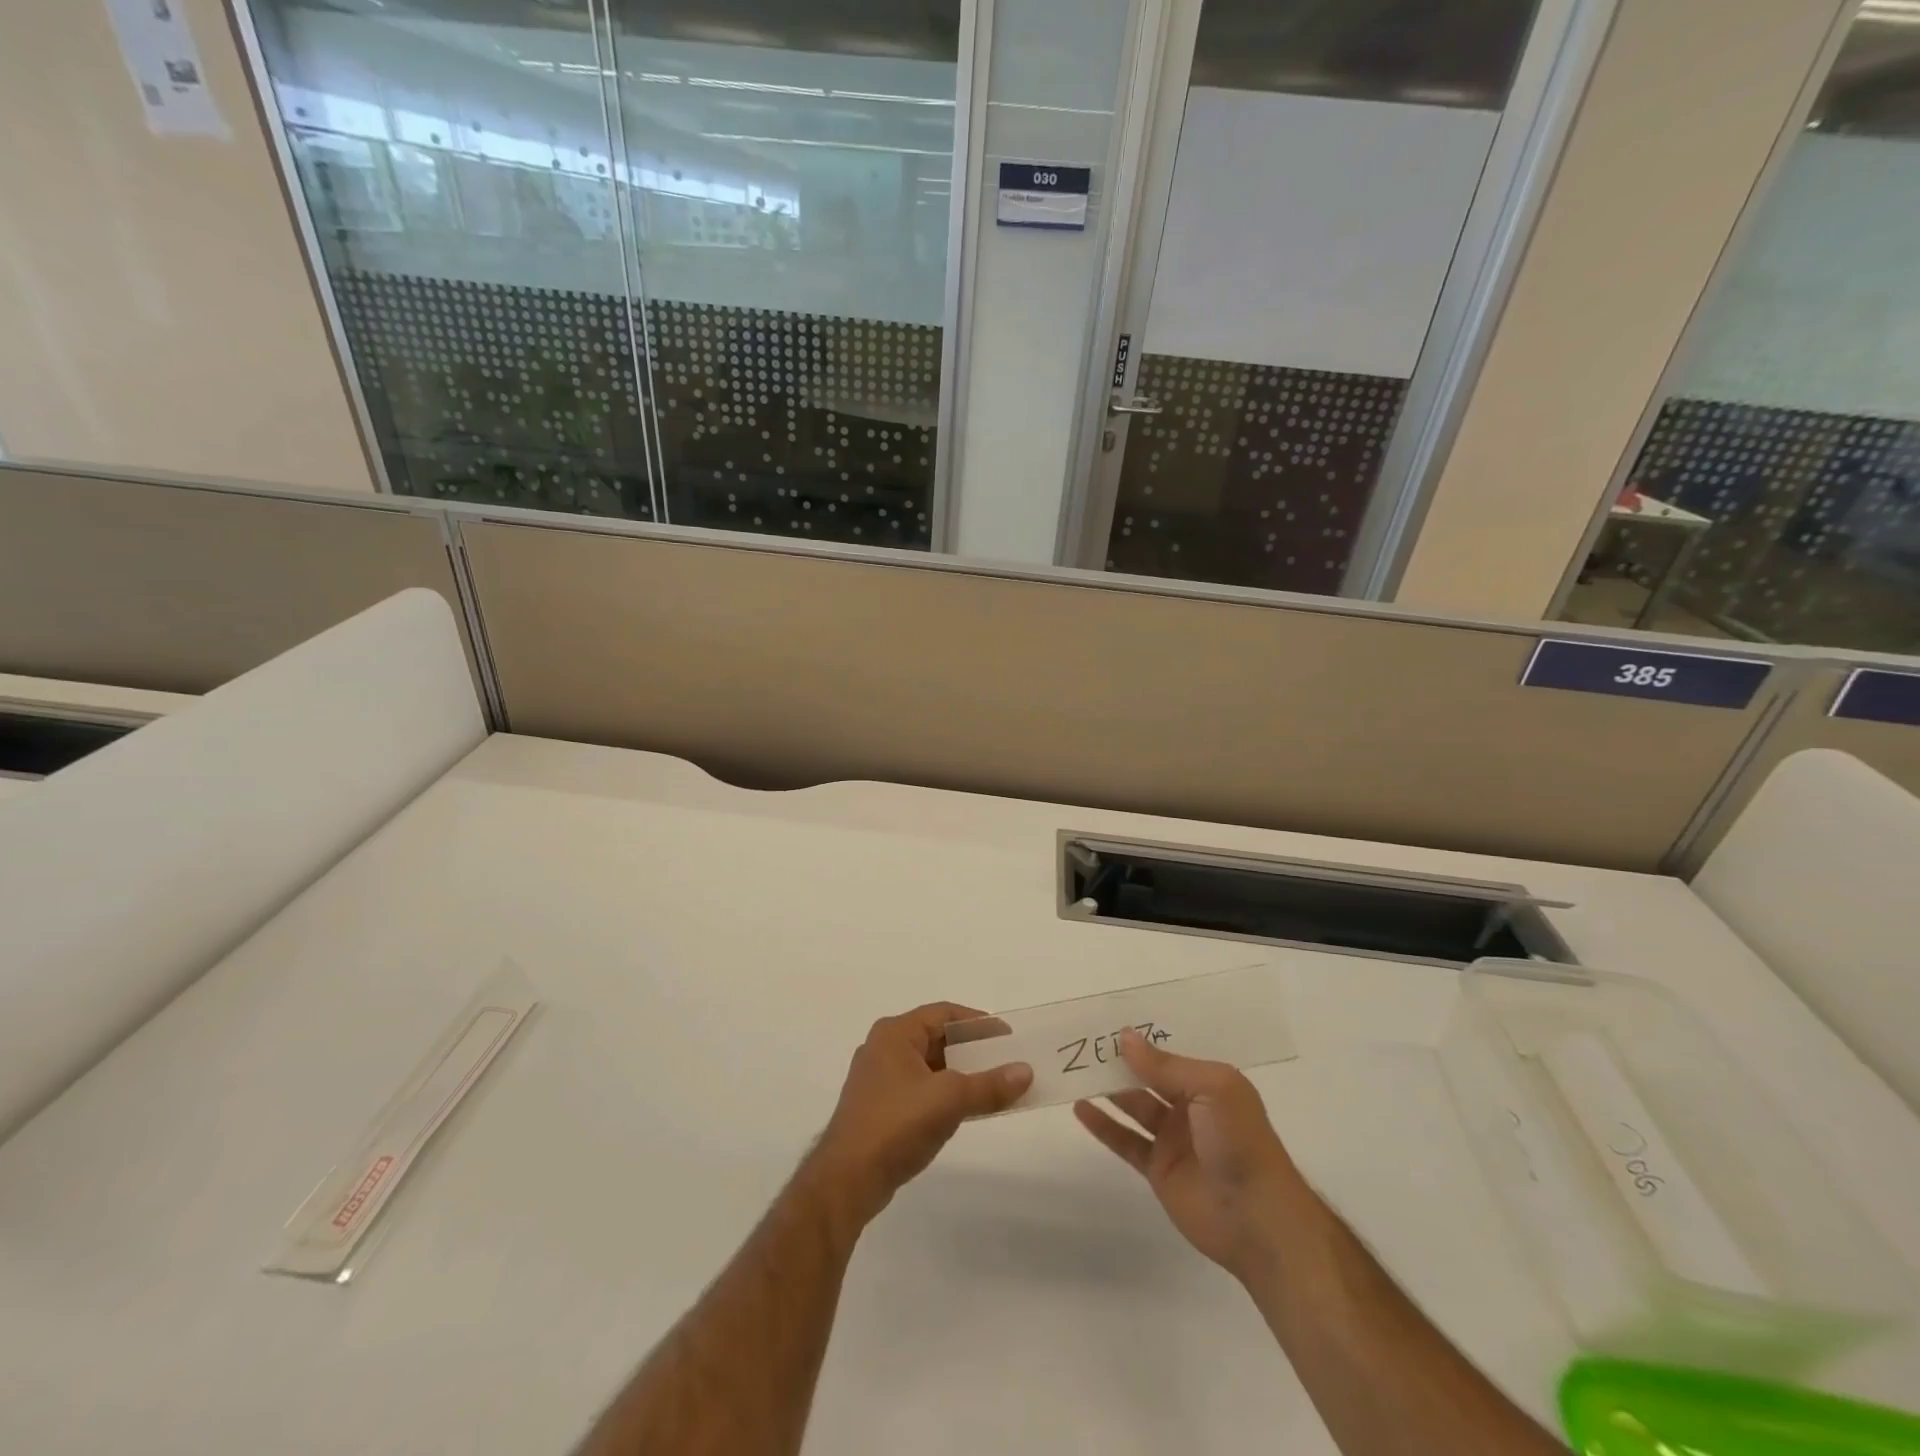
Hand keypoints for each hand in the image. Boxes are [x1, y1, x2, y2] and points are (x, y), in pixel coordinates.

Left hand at [805, 1003, 1031, 1231]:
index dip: (978, 1022)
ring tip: (991, 1086)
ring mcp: (878, 1079)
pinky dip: (943, 1093)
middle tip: (1004, 1061)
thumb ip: (989, 1085)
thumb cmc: (897, 1124)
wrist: (847, 1179)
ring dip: (959, 1074)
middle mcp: (883, 1048)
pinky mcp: (878, 1107)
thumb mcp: (950, 1100)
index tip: (1007, 1037)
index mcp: (895, 1033)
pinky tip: (964, 1110)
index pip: (944, 1014)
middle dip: (971, 1050)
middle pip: (936, 1038)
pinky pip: (919, 1088)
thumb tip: (1026, 1071)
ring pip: (928, 1066)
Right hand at [1074, 1028, 1317, 1283]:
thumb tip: (1125, 1037)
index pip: (1169, 1053)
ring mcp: (1173, 1138)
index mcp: (1208, 1082)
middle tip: (1082, 1041)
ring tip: (1075, 1068)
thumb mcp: (1210, 1089)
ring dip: (1107, 1088)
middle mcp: (1190, 1105)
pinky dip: (1103, 1125)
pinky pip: (1126, 1140)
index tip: (1106, 1021)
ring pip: (1134, 1105)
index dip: (1141, 1039)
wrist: (1257, 1219)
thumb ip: (1165, 1066)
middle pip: (1147, 1077)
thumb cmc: (1239, 1141)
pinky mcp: (1159, 1169)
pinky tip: (1079, 1108)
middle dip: (1119, 1061)